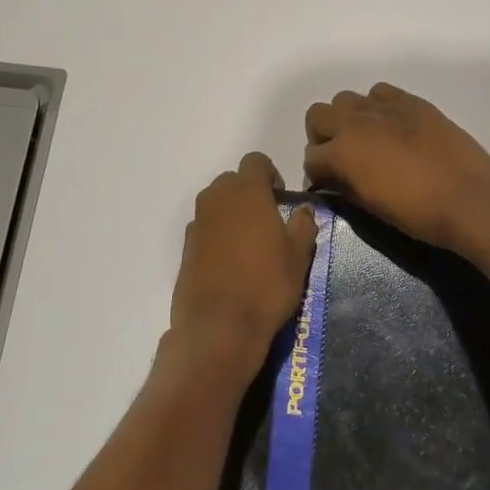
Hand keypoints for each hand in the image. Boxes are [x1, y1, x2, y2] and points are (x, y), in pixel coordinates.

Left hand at [160, 153, 317, 392]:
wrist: (219, 327)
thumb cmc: (267, 285)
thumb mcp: (298, 256)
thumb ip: (303, 225)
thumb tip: (304, 209)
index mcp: (247, 192)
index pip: (255, 161)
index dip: (270, 174)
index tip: (280, 197)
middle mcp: (217, 199)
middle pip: (232, 180)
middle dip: (249, 192)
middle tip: (267, 219)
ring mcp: (197, 223)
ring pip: (215, 203)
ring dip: (231, 212)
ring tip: (249, 242)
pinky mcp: (185, 248)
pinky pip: (204, 227)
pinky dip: (217, 234)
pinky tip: (230, 262)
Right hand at [301, 84, 489, 254]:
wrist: (469, 199)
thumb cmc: (417, 213)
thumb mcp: (370, 207)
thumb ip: (344, 187)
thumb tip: (332, 180)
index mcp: (342, 153)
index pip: (311, 158)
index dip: (317, 173)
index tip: (328, 184)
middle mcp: (356, 123)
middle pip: (318, 115)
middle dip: (323, 136)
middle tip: (341, 157)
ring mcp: (385, 108)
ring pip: (346, 99)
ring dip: (348, 118)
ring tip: (367, 139)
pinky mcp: (412, 102)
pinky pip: (380, 92)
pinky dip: (377, 106)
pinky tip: (392, 126)